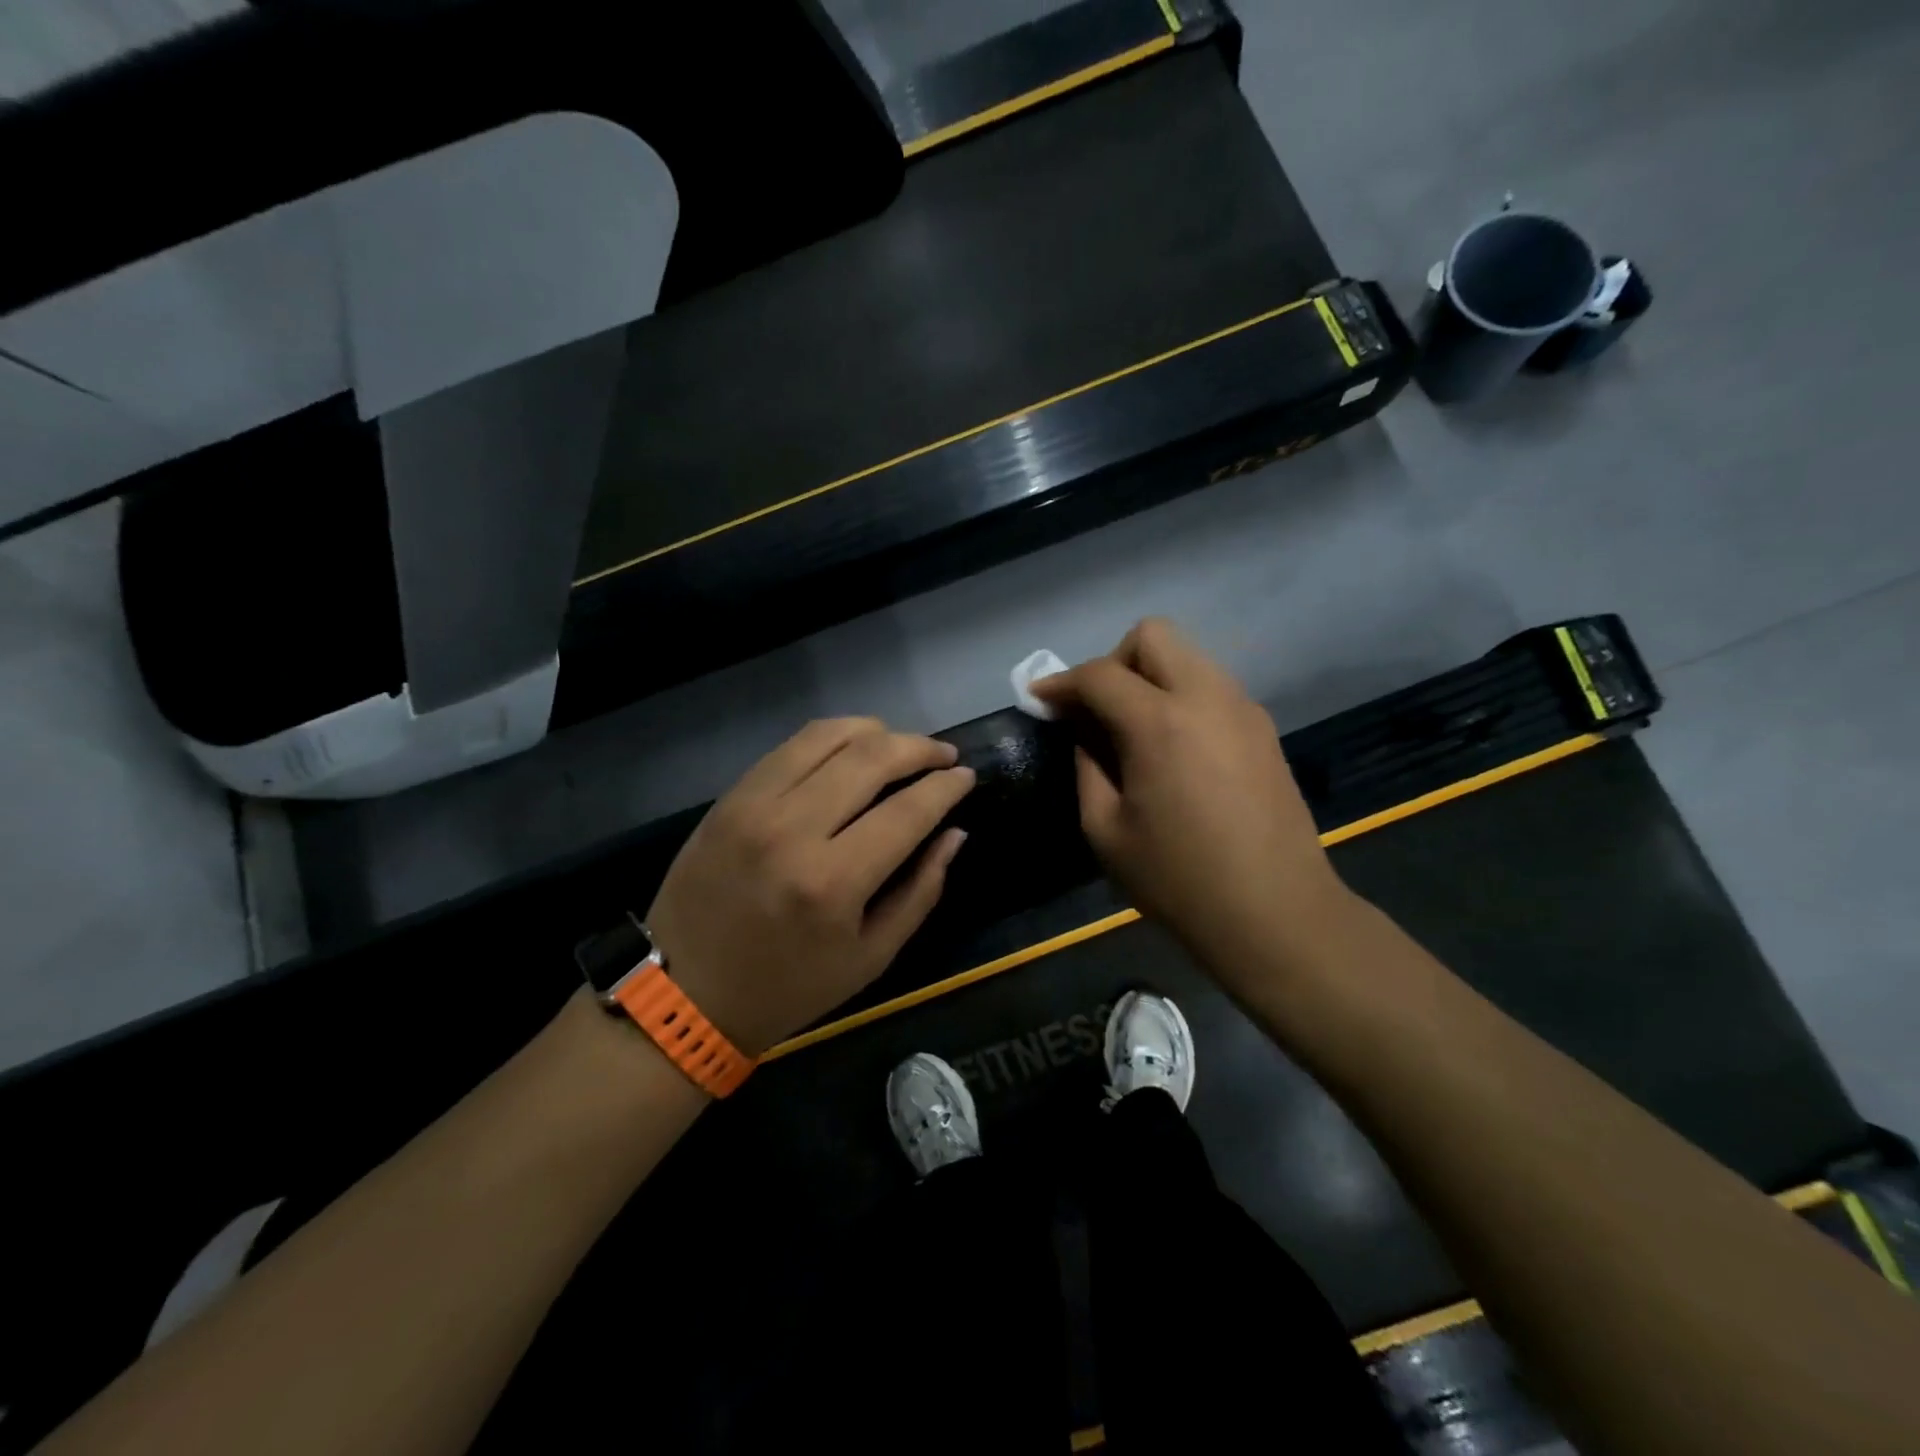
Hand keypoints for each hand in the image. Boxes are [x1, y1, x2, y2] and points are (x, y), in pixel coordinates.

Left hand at [644, 718, 974, 1055]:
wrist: (684, 994)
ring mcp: (754, 806)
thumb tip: (954, 832)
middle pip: (871, 758)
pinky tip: (852, 748)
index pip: (907, 811)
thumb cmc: (788, 988)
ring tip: (901, 745)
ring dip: (877, 731)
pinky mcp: (729, 797)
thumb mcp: (871, 957)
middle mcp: (792, 830)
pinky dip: (832, 737)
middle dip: (919, 748)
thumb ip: (921, 890)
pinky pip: (790, 746)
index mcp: (832, 883)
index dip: (946, 786)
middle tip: (943, 755)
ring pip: (829, 736)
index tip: (967, 776)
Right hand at [1031, 619, 1351, 974]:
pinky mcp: (1264, 728)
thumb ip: (1087, 768)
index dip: (1061, 683)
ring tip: (1134, 731)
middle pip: (1152, 636)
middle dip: (1113, 662)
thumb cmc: (1180, 880)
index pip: (1100, 674)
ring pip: (1187, 656)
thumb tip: (1086, 733)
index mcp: (1161, 723)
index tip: (1039, 700)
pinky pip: (1211, 687)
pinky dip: (1181, 697)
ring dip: (1150, 677)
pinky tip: (1174, 748)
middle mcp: (1207, 697)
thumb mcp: (1106, 830)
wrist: (1277, 913)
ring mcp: (1243, 709)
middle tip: (1097, 711)